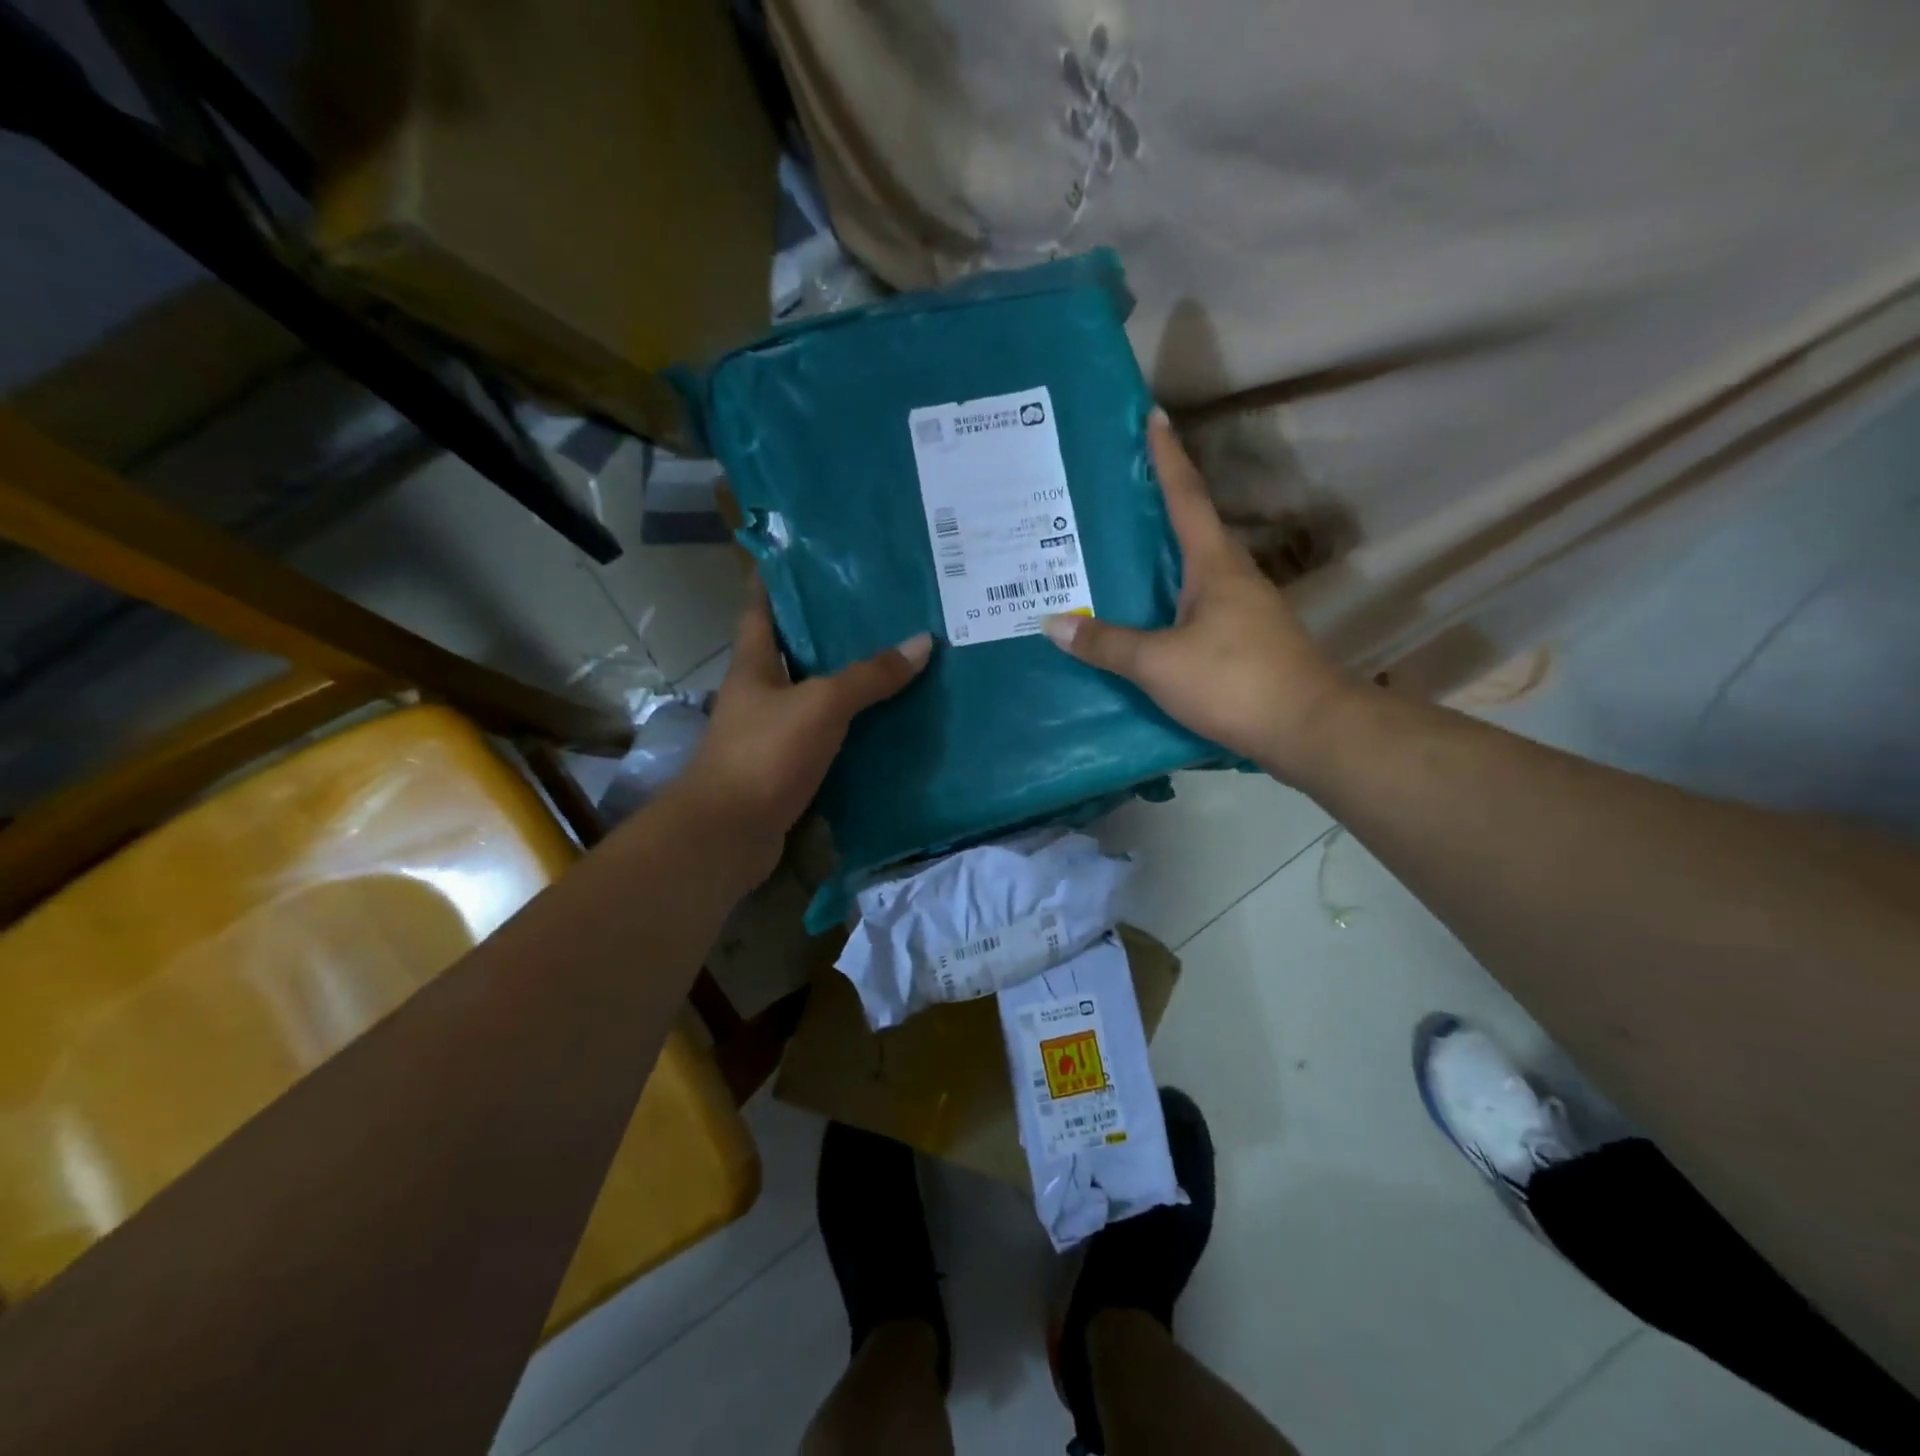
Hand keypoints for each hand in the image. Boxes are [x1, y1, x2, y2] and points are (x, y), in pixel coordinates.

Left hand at [669, 583, 931, 881]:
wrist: (729, 833)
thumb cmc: (765, 753)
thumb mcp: (822, 704)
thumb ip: (869, 676)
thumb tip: (922, 643)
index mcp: (754, 664)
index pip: (761, 607)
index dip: (777, 578)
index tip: (806, 555)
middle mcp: (760, 692)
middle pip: (795, 650)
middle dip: (831, 631)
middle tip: (879, 609)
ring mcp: (771, 731)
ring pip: (814, 694)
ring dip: (847, 681)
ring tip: (895, 660)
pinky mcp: (787, 766)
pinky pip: (826, 735)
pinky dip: (851, 726)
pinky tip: (886, 721)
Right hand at [1041, 410, 1354, 780]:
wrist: (1307, 728)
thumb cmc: (1234, 680)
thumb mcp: (1159, 663)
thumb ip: (1107, 643)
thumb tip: (1053, 623)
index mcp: (1214, 565)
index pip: (1186, 497)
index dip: (1167, 457)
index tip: (1153, 416)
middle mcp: (1232, 577)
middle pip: (1191, 529)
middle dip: (1157, 505)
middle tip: (1113, 493)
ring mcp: (1243, 610)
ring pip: (1193, 570)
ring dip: (1161, 556)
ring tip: (1117, 553)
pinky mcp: (1244, 641)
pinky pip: (1196, 605)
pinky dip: (1167, 599)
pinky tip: (1144, 616)